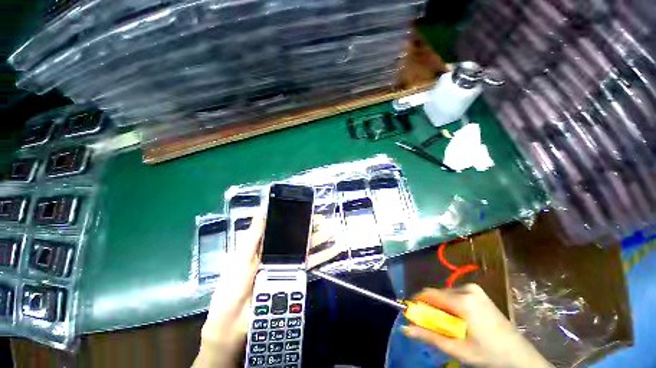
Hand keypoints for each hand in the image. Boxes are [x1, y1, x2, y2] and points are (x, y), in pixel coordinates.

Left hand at [194, 215, 336, 367]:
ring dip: (321, 238)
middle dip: (313, 227)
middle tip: (327, 220)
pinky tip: (334, 250)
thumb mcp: (242, 256)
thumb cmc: (234, 284)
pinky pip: (311, 263)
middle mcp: (279, 251)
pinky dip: (323, 256)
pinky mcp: (295, 276)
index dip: (297, 219)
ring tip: (334, 230)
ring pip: (307, 248)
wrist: (236, 321)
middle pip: (299, 236)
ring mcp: (289, 264)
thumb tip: (261, 209)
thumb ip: (254, 234)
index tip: (308, 212)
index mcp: (266, 244)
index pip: (285, 227)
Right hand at [402, 284, 551, 367]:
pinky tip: (457, 319)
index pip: (429, 294)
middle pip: (437, 293)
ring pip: (446, 293)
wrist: (520, 356)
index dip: (417, 302)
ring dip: (440, 306)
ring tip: (445, 324)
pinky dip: (450, 305)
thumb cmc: (489, 354)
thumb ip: (430, 336)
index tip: (412, 313)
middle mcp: (467, 288)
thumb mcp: (458, 349)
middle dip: (430, 307)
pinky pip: (455, 294)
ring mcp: (474, 288)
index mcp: (463, 300)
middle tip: (430, 324)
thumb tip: (405, 328)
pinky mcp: (478, 292)